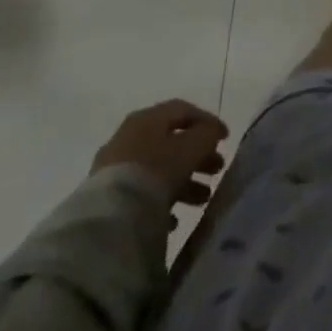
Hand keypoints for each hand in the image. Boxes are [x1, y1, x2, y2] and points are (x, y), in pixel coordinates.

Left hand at [91, 101, 228, 217]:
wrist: (111, 217)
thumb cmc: (157, 170)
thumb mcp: (193, 146)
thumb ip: (207, 134)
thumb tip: (211, 132)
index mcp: (147, 118)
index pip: (182, 110)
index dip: (207, 121)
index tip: (225, 139)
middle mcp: (128, 137)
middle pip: (170, 142)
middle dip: (197, 156)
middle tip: (217, 169)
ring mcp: (113, 169)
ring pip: (157, 169)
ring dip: (183, 181)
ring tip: (202, 199)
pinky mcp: (106, 199)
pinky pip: (140, 194)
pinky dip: (160, 202)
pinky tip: (174, 219)